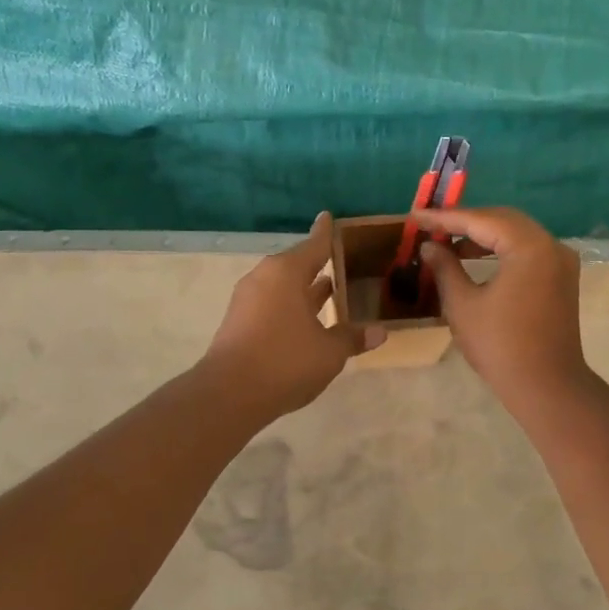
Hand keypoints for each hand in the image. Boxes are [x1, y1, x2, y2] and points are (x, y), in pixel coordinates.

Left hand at [201, 214, 384, 418]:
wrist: (229, 393)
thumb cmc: (285, 361)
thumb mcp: (329, 352)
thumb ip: (352, 338)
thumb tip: (379, 332)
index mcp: (287, 272)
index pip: (314, 245)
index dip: (326, 233)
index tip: (328, 217)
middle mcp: (265, 278)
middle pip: (296, 265)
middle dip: (318, 265)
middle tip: (340, 262)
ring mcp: (247, 299)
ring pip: (283, 286)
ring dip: (304, 289)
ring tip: (329, 289)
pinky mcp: (238, 321)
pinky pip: (271, 303)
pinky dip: (290, 306)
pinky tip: (306, 320)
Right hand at [415, 207, 590, 410]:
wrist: (546, 386)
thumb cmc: (500, 345)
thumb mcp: (462, 304)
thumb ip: (445, 267)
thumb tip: (430, 246)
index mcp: (529, 247)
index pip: (481, 220)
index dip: (445, 218)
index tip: (416, 216)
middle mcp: (551, 245)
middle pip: (503, 220)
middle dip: (465, 221)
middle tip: (432, 226)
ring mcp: (561, 261)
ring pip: (516, 233)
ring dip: (483, 235)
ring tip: (448, 243)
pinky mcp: (561, 278)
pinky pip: (527, 250)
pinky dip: (501, 249)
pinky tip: (475, 257)